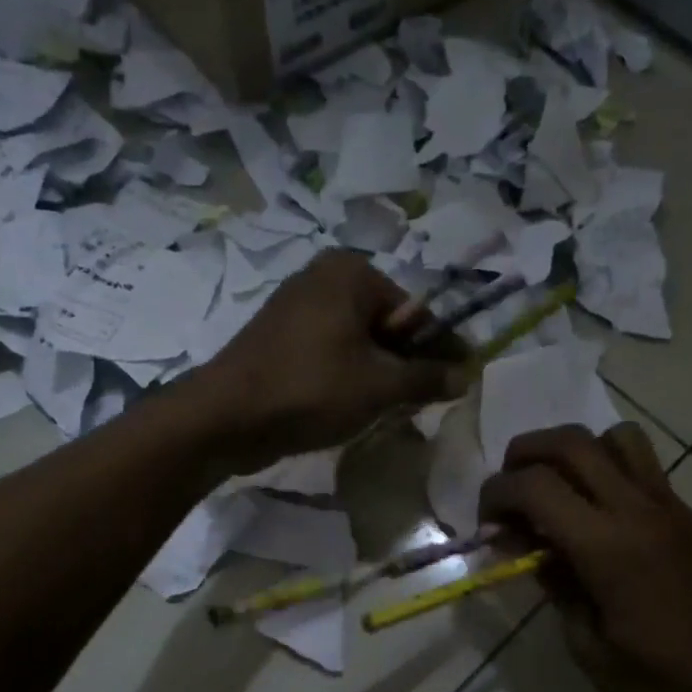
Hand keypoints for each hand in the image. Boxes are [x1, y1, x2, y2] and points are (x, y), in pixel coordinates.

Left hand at [197, 250, 465, 473]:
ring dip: (378, 375)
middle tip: (421, 403)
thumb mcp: (379, 386)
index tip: (458, 381)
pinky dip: (348, 377)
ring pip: (358, 342)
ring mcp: (296, 307)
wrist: (225, 418)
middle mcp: (323, 278)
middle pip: (386, 324)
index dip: (439, 349)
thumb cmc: (310, 390)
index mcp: (351, 273)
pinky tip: (352, 407)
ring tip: (388, 410)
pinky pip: (330, 353)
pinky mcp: (280, 338)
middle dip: (406, 364)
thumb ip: (426, 378)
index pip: (415, 311)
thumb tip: (466, 376)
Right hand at [479, 424, 691, 691]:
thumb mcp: (584, 643)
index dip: (497, 494)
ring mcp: (672, 508)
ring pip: (617, 438)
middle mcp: (639, 512)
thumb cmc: (653, 682)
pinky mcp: (691, 517)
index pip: (535, 486)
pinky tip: (599, 515)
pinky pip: (645, 469)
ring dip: (575, 451)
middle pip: (571, 442)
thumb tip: (530, 546)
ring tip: (559, 488)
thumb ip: (554, 581)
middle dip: (526, 453)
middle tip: (510, 488)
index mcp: (607, 548)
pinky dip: (609, 472)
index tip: (487, 523)